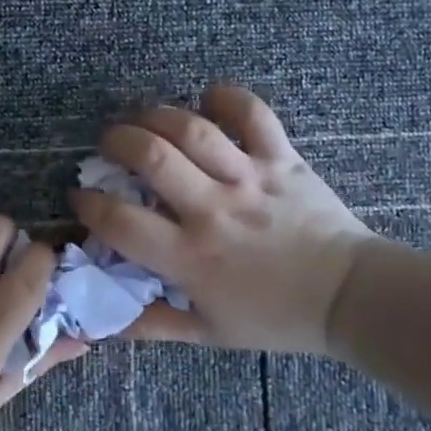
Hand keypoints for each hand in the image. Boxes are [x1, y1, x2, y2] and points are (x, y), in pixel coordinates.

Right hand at [71, 84, 376, 355]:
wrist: (349, 298)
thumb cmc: (275, 317)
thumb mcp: (208, 333)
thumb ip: (152, 326)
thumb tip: (103, 322)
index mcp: (190, 257)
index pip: (120, 222)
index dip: (89, 205)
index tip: (81, 198)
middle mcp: (213, 210)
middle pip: (151, 157)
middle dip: (117, 141)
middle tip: (107, 144)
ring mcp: (249, 179)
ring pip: (193, 130)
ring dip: (157, 115)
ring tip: (142, 116)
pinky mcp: (282, 160)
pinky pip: (253, 115)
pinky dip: (228, 98)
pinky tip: (208, 97)